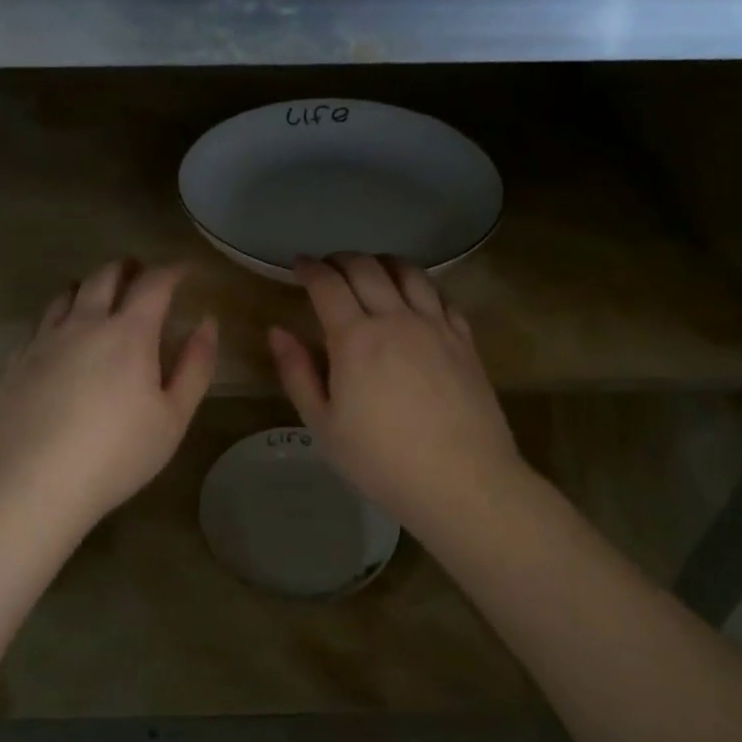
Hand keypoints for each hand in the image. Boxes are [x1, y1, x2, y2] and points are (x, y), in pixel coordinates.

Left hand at [0, 260, 217, 525]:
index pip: (154, 282)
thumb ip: (196, 366)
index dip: (173, 270)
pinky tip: (62, 334)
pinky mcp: (18, 359)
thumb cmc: (116, 454)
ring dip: (90, 285)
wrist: (32, 485)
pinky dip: (59, 314)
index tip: (184, 271)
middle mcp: (85, 322)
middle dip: (129, 268)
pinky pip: (40, 321)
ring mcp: (45, 338)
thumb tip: (207, 323)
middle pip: (106, 275)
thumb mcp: (174, 417)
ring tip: (101, 297)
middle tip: (142, 275)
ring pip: (68, 291)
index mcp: (129, 332)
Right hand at [269, 254, 527, 522]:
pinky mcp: (464, 339)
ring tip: (371, 271)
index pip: (327, 284)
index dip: (309, 268)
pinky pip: (440, 296)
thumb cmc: (382, 460)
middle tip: (328, 267)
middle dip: (341, 260)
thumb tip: (277, 331)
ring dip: (382, 263)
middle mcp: (396, 318)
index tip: (298, 265)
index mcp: (355, 338)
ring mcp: (435, 325)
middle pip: (366, 268)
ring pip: (408, 272)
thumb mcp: (324, 425)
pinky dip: (420, 286)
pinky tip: (415, 299)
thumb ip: (297, 373)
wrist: (463, 481)